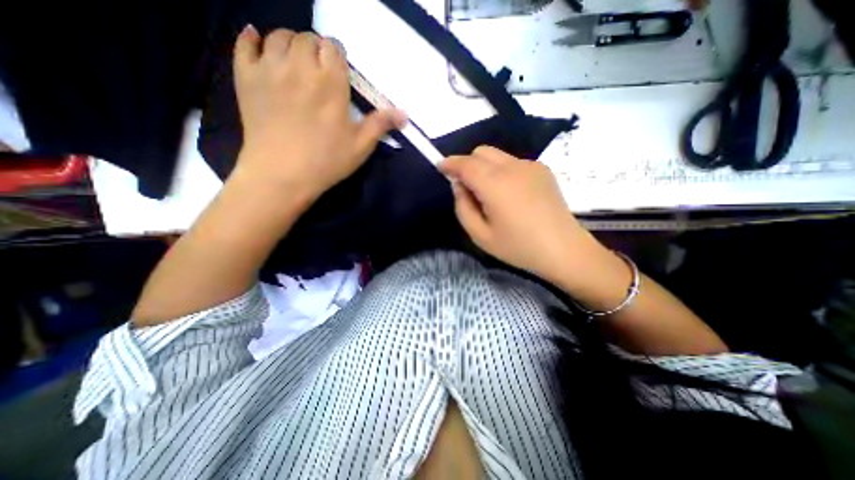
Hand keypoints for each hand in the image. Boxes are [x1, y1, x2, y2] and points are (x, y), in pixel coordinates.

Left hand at [232, 26, 404, 201]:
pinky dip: (251, 39)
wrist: (282, 175)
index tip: (338, 72)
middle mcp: (300, 66)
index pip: (333, 48)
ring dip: (290, 44)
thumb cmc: (326, 161)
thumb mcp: (360, 146)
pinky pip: (244, 44)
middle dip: (316, 50)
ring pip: (278, 36)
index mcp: (330, 83)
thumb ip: (380, 124)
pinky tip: (258, 43)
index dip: (337, 57)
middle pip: (307, 39)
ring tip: (296, 63)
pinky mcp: (246, 78)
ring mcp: (269, 69)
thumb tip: (405, 114)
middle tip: (319, 71)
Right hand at [441, 146, 599, 279]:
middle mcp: (512, 167)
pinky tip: (510, 194)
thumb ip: (462, 207)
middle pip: (481, 152)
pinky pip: (512, 162)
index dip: (450, 163)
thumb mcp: (479, 235)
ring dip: (484, 167)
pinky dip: (501, 171)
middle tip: (466, 187)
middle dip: (467, 164)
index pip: (466, 164)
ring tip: (489, 193)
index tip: (440, 167)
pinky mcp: (542, 170)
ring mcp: (530, 166)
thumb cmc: (517, 247)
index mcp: (495, 184)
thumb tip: (459, 185)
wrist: (563, 249)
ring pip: (497, 155)